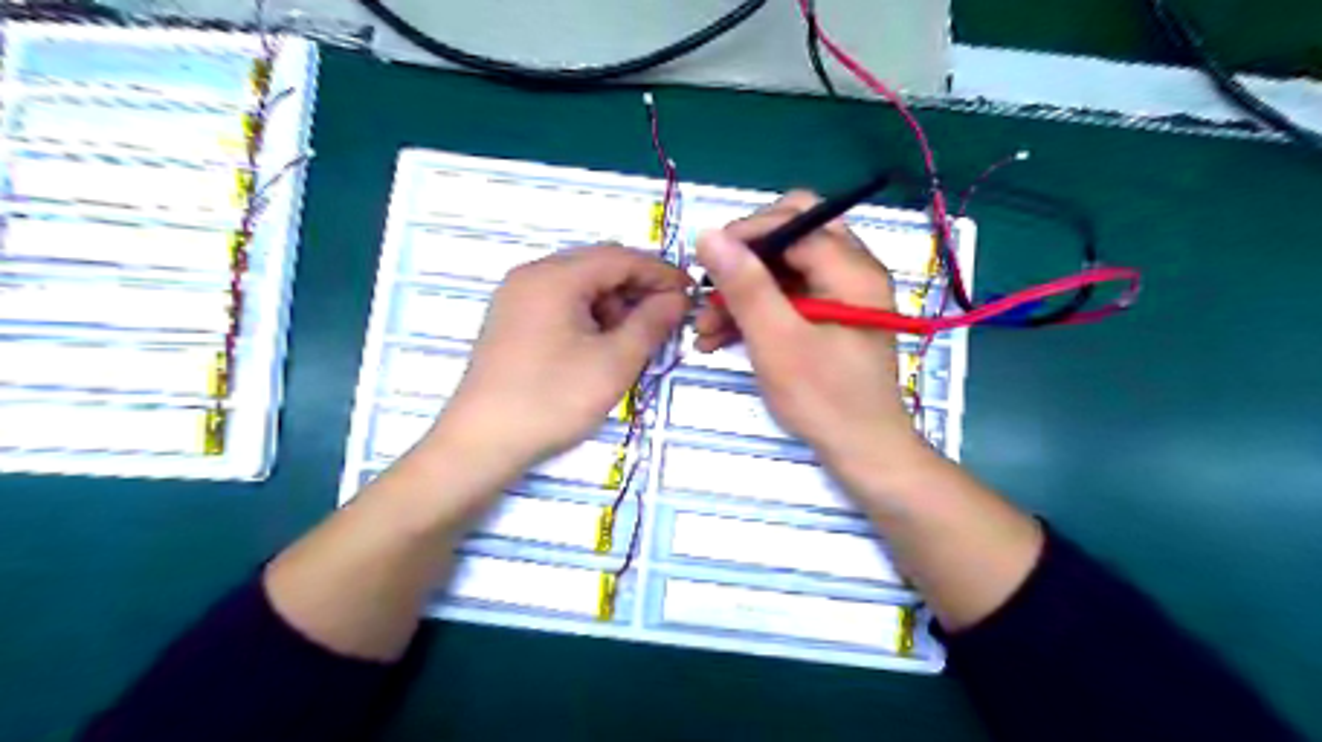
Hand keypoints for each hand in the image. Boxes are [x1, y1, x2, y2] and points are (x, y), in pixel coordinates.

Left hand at [432, 244, 687, 473]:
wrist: (482, 442)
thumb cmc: (553, 399)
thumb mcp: (614, 362)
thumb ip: (651, 323)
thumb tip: (676, 299)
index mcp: (555, 277)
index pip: (620, 257)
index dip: (660, 273)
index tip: (690, 294)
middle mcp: (531, 275)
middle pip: (597, 266)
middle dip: (637, 288)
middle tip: (667, 317)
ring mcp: (516, 297)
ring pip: (578, 285)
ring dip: (613, 303)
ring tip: (633, 338)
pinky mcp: (511, 320)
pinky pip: (559, 302)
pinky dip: (588, 315)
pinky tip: (600, 344)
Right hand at [697, 191, 922, 467]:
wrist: (863, 451)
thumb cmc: (824, 398)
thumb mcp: (777, 341)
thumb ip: (745, 286)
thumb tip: (709, 234)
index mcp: (850, 268)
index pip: (793, 220)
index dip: (745, 234)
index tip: (705, 264)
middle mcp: (852, 270)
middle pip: (790, 237)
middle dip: (744, 261)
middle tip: (711, 287)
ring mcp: (842, 295)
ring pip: (784, 270)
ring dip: (742, 292)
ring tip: (705, 329)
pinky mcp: (830, 318)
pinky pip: (788, 298)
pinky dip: (756, 312)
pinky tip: (722, 338)